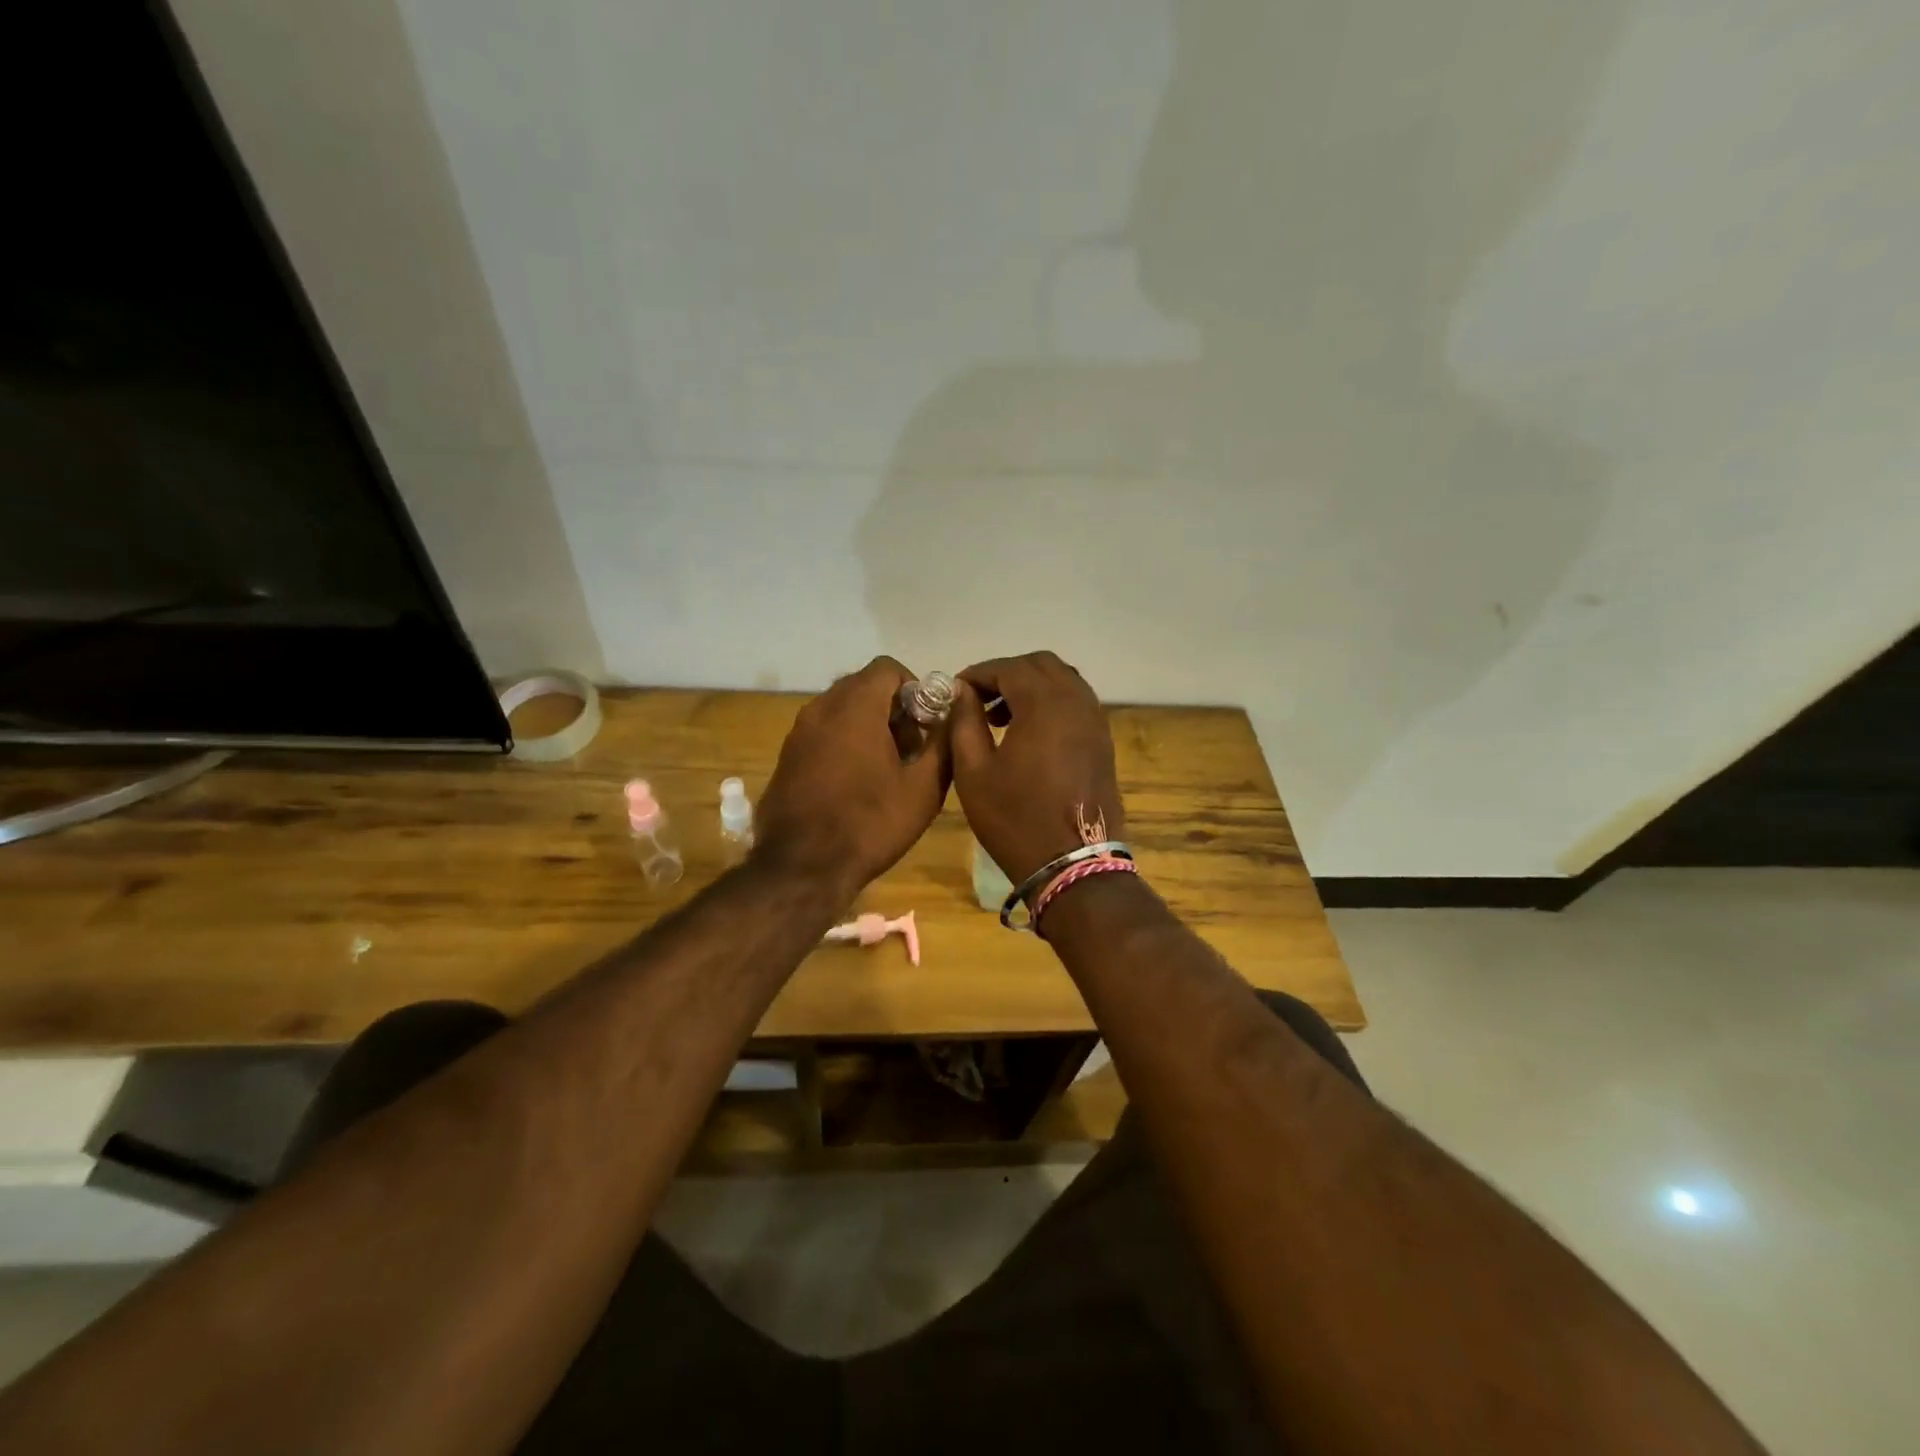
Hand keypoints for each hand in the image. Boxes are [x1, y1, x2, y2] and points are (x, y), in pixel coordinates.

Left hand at [755, 657, 950, 897]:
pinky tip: (857, 783)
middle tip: (912, 748)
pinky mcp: (786, 757)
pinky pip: (822, 733)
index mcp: (854, 707)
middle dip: (893, 708)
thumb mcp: (923, 788)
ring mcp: (798, 733)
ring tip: (887, 768)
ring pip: (841, 710)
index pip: (887, 668)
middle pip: (863, 686)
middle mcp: (821, 709)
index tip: (927, 722)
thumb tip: (954, 714)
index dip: (914, 687)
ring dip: (868, 725)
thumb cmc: (870, 824)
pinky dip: (844, 742)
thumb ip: (944, 742)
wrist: (802, 868)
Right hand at [951, 651, 1123, 885]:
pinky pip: (1076, 703)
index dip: (978, 673)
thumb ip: (964, 722)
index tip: (955, 691)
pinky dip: (1051, 703)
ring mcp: (1095, 721)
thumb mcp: (974, 772)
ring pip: (1063, 680)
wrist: (1074, 864)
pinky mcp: (1103, 741)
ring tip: (1000, 717)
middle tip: (978, 701)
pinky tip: (1029, 733)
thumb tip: (962, 692)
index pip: (1008, 668)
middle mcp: (1076, 702)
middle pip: (1041, 665)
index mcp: (1044, 704)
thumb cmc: (1015, 819)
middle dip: (1006, 674)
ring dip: (1031, 687)